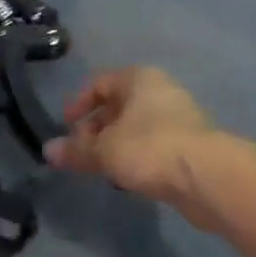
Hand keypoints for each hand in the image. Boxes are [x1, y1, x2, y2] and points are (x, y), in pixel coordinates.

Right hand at [45, 67, 224, 227]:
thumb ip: (76, 150)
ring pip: (135, 127)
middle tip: (81, 153)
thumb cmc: (149, 148)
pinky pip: (153, 145)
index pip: (99, 83)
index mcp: (138, 79)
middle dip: (95, 129)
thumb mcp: (104, 150)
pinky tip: (128, 177)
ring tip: (101, 168)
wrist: (207, 176)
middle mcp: (159, 91)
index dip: (78, 104)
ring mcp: (178, 117)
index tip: (65, 127)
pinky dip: (136, 157)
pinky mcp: (190, 145)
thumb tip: (48, 151)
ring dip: (115, 145)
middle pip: (118, 105)